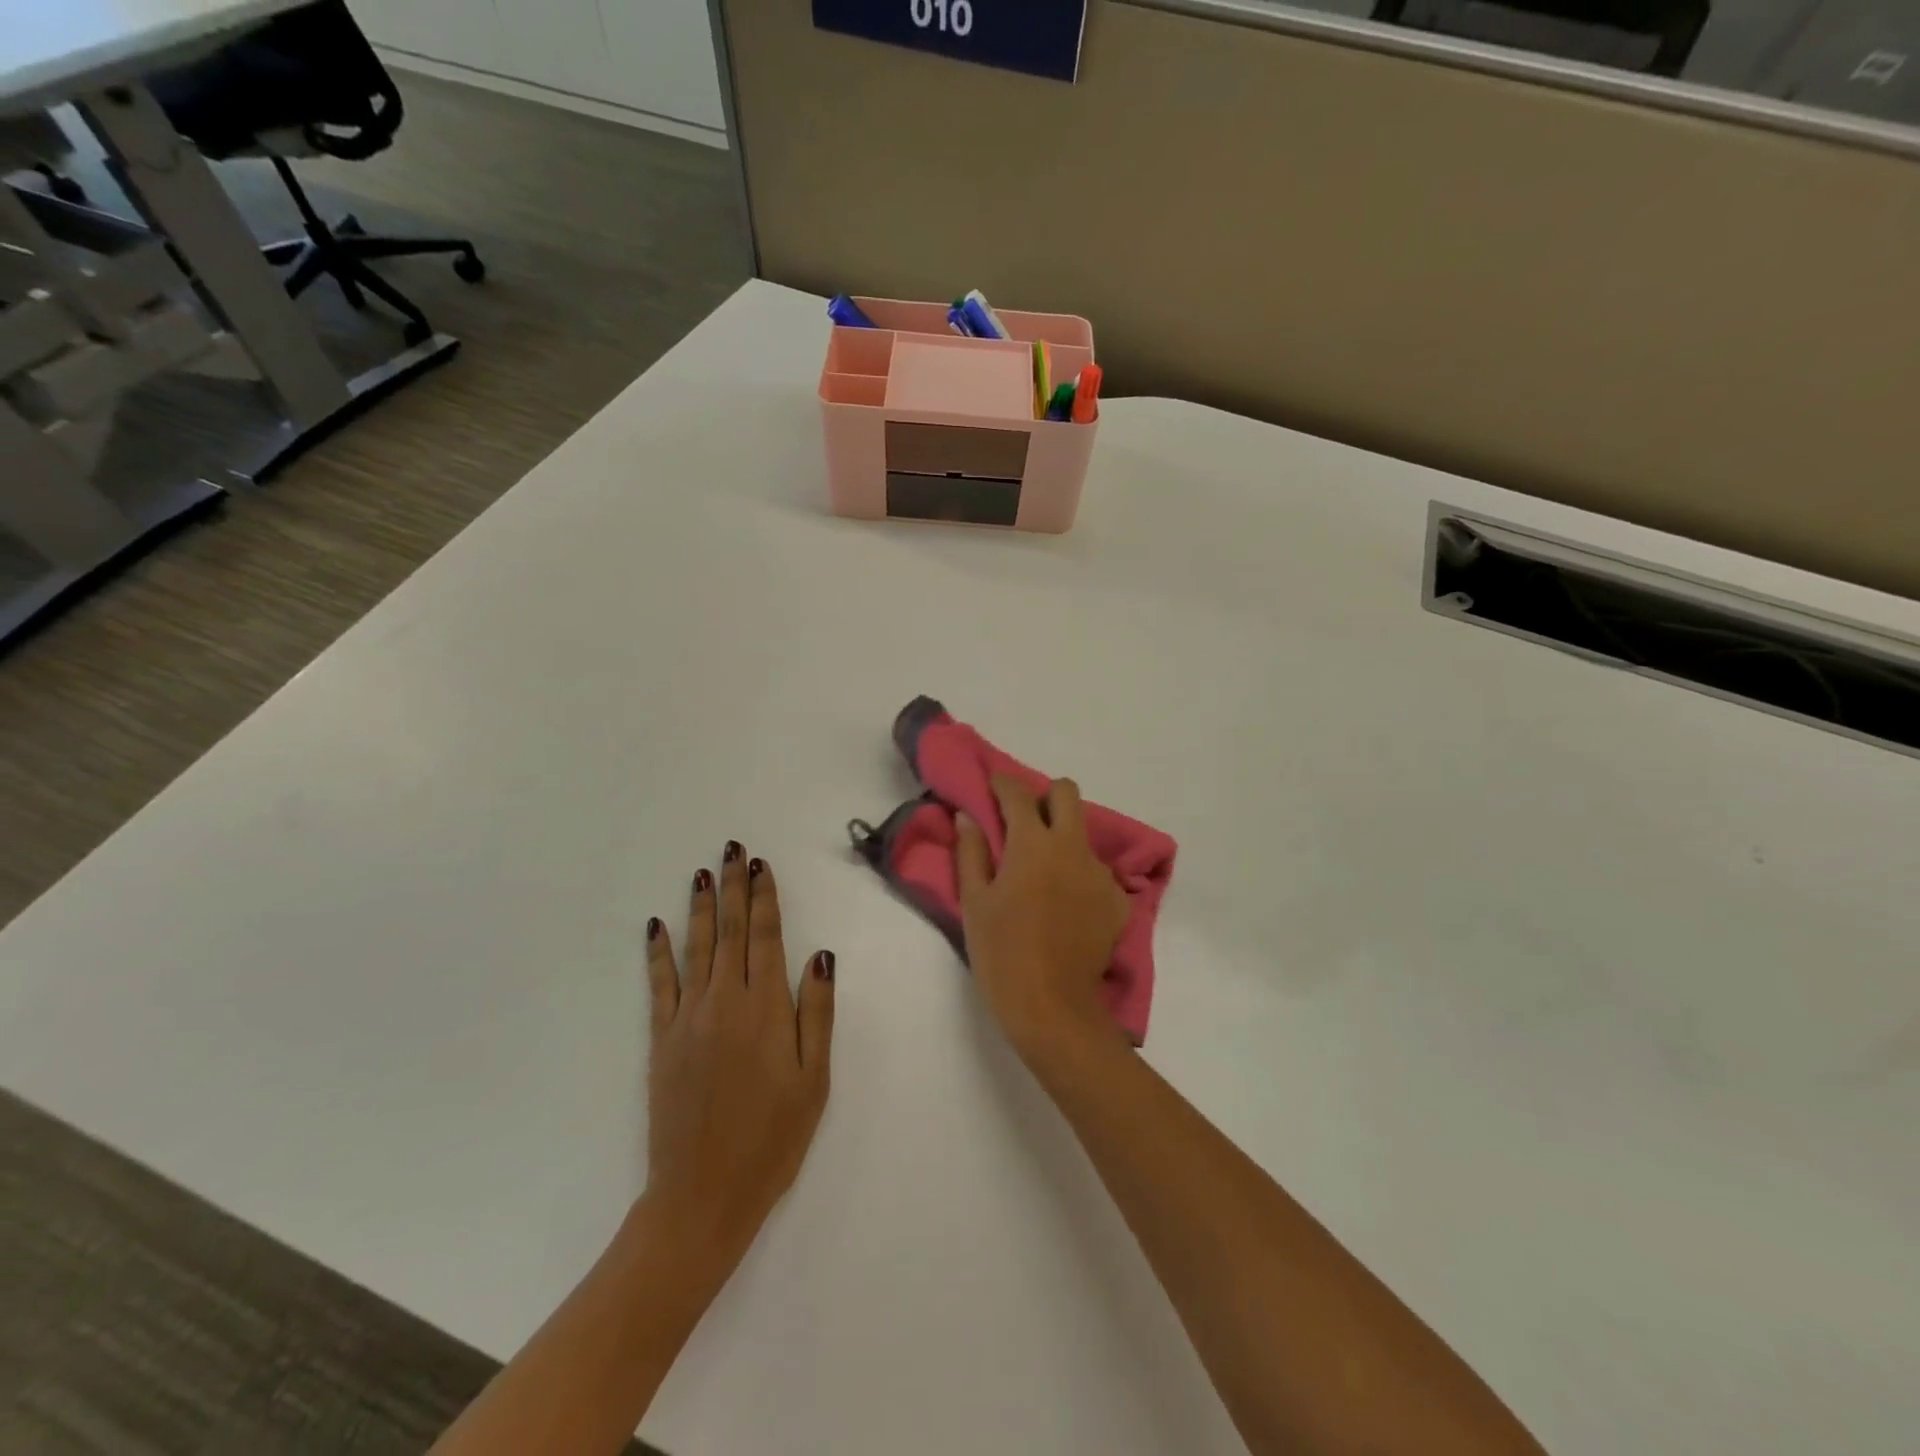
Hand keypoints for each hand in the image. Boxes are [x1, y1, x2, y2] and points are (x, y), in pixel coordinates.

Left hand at [643, 842, 834, 1271]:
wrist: (704, 1195)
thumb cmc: (773, 1138)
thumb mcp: (814, 1079)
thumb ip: (817, 1012)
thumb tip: (820, 954)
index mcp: (766, 1009)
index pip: (765, 937)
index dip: (763, 897)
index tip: (761, 865)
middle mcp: (725, 1002)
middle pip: (730, 932)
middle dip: (733, 887)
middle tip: (733, 849)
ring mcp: (688, 1019)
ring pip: (696, 948)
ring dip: (700, 907)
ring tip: (702, 872)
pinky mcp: (662, 1040)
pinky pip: (659, 985)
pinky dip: (658, 953)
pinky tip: (656, 926)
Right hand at [955, 777, 1130, 1062]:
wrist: (1053, 1008)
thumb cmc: (1002, 953)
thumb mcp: (974, 902)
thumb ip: (971, 852)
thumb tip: (968, 816)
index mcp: (1033, 844)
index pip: (1018, 793)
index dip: (1002, 784)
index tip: (991, 788)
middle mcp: (1073, 847)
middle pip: (1067, 793)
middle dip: (1044, 797)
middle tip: (1024, 821)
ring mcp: (1100, 873)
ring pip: (1083, 834)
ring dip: (1062, 840)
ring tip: (1043, 876)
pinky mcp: (1118, 901)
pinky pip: (1097, 872)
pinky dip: (1079, 877)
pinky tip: (1065, 907)